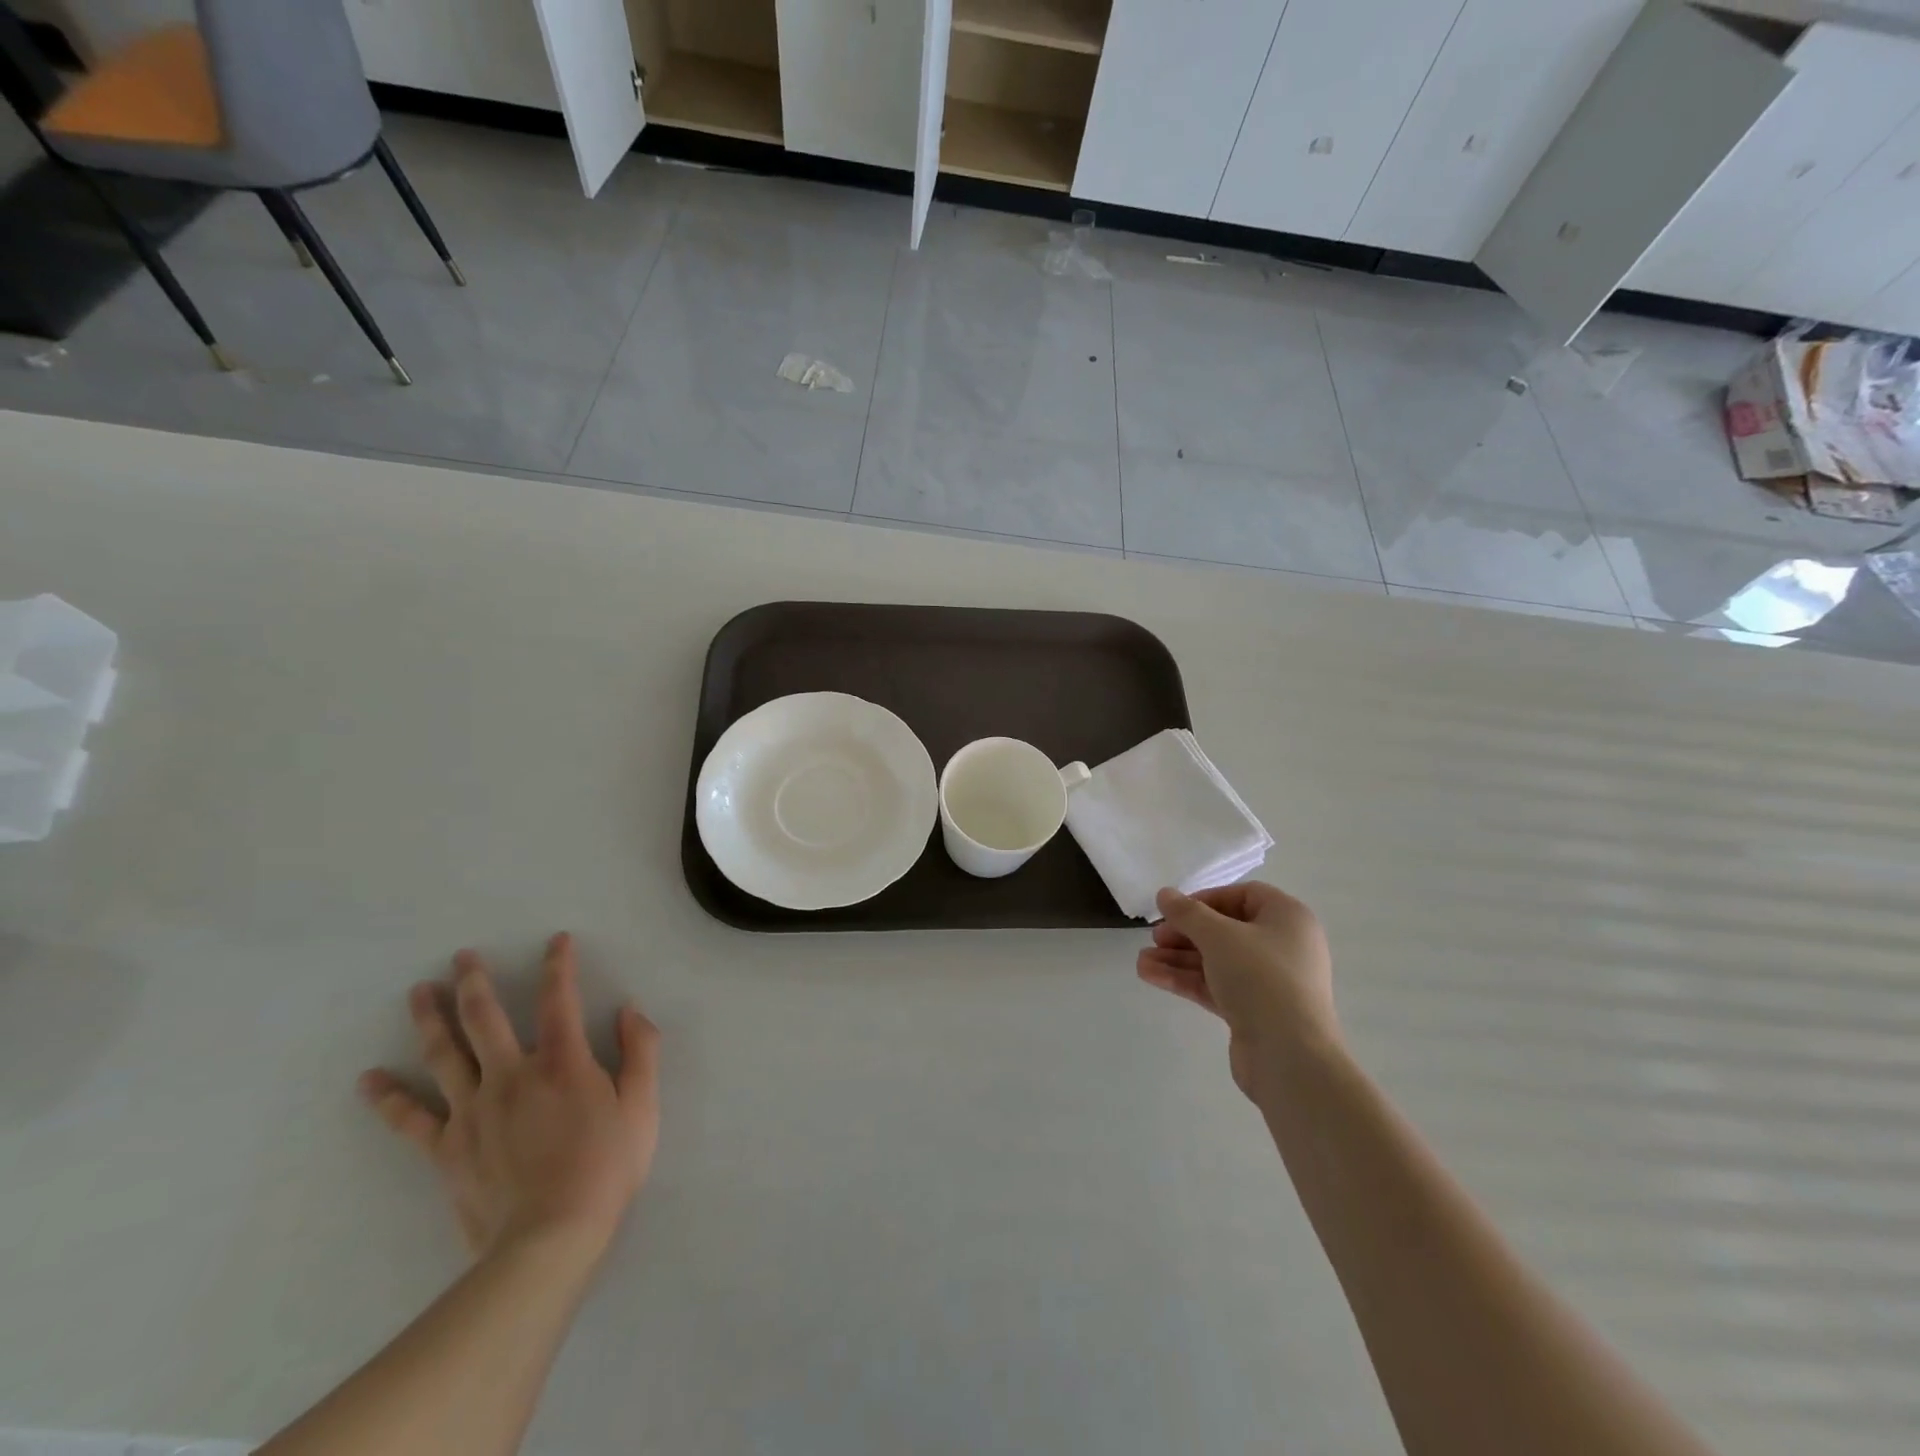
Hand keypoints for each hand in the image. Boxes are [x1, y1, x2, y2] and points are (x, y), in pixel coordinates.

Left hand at [358, 933, 660, 1264]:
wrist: (549, 1239)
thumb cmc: (605, 1168)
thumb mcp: (643, 1105)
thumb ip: (640, 1051)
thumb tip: (629, 1010)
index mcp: (562, 1061)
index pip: (559, 998)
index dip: (558, 965)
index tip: (556, 940)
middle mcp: (511, 1074)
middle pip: (485, 1018)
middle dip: (474, 982)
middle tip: (461, 956)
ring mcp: (472, 1110)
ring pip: (444, 1055)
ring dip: (429, 1019)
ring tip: (418, 992)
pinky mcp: (447, 1148)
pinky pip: (411, 1118)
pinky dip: (388, 1098)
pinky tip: (369, 1080)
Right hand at [1137, 882, 1339, 1099]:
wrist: (1290, 1056)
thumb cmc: (1260, 978)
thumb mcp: (1218, 936)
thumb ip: (1187, 913)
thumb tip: (1165, 894)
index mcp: (1288, 918)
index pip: (1243, 896)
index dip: (1206, 899)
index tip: (1176, 910)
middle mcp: (1283, 946)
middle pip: (1226, 930)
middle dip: (1185, 933)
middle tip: (1155, 938)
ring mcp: (1270, 982)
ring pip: (1217, 961)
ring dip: (1178, 959)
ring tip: (1142, 962)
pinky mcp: (1255, 1011)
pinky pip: (1216, 986)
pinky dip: (1186, 980)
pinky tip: (1150, 976)